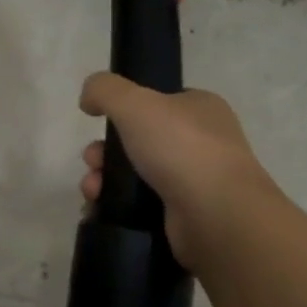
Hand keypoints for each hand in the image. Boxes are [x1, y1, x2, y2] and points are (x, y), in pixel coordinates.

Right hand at [78, 72, 279, 269]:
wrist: (217, 215)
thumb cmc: (181, 148)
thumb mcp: (135, 103)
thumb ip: (105, 90)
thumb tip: (89, 97)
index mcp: (201, 108)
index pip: (157, 102)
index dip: (123, 111)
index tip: (99, 123)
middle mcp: (202, 142)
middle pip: (138, 141)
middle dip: (105, 152)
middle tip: (93, 162)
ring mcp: (195, 182)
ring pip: (135, 175)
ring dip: (105, 180)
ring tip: (93, 191)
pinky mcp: (184, 216)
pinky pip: (140, 206)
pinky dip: (116, 206)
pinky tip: (98, 210)